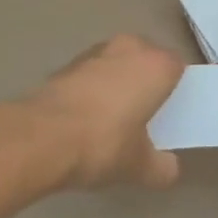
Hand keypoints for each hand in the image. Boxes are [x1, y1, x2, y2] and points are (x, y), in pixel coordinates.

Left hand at [25, 35, 184, 190]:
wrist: (40, 138)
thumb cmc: (103, 143)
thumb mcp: (139, 166)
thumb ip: (161, 167)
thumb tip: (169, 169)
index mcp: (157, 65)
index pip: (177, 68)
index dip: (175, 89)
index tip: (169, 114)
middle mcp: (130, 48)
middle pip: (146, 60)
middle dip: (145, 82)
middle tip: (143, 116)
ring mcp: (96, 52)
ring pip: (117, 64)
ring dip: (117, 82)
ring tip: (111, 119)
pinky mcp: (67, 63)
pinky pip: (92, 74)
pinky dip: (92, 89)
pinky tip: (85, 119)